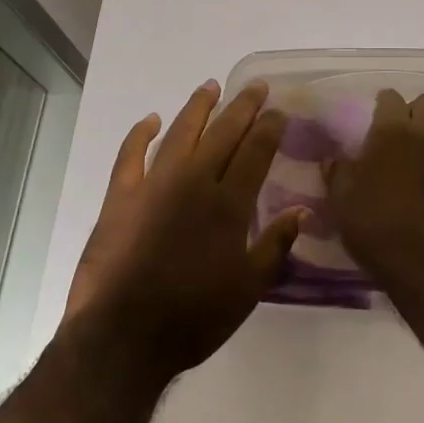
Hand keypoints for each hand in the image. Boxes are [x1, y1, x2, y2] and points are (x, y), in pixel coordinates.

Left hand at [63, 80, 304, 381]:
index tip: (278, 110)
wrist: (123, 336)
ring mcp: (154, 184)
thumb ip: (275, 246)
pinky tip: (151, 120)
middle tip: (256, 87)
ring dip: (198, 107)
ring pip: (181, 132)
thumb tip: (303, 212)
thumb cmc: (193, 318)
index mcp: (228, 204)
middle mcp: (194, 182)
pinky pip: (130, 154)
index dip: (269, 128)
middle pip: (223, 133)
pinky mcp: (121, 196)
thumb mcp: (247, 290)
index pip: (255, 152)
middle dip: (243, 107)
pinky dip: (140, 134)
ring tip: (211, 86)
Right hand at [326, 90, 423, 299]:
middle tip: (395, 130)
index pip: (391, 97)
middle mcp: (423, 135)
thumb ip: (337, 171)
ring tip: (404, 159)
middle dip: (414, 109)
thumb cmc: (374, 221)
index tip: (370, 118)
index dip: (381, 104)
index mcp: (392, 130)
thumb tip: (333, 158)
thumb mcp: (341, 197)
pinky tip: (417, 182)